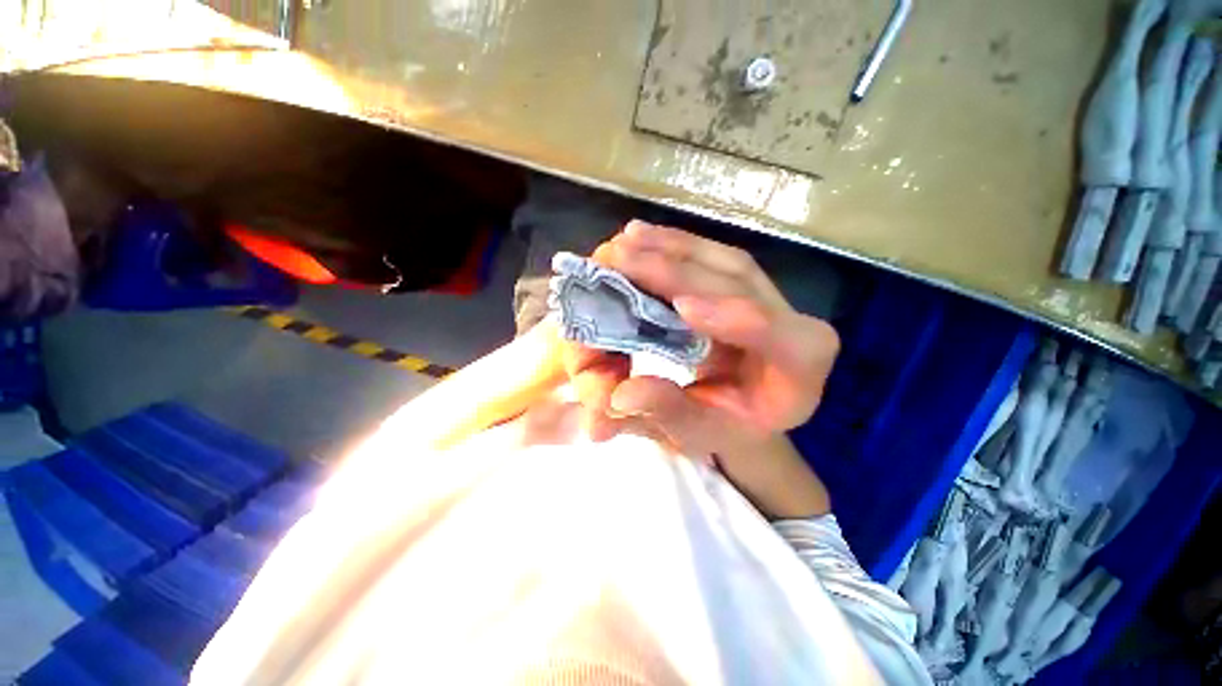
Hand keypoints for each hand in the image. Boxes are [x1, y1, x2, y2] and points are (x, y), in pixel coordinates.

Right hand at [563, 221, 839, 457]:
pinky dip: (673, 245)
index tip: (680, 307)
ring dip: (670, 247)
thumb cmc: (725, 427)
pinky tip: (643, 236)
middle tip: (621, 258)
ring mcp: (769, 295)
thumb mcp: (700, 432)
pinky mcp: (745, 283)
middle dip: (676, 270)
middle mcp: (792, 321)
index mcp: (799, 368)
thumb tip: (622, 394)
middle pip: (740, 282)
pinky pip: (710, 256)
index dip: (730, 317)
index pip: (780, 337)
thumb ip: (668, 413)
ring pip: (722, 260)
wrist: (745, 410)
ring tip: (627, 240)